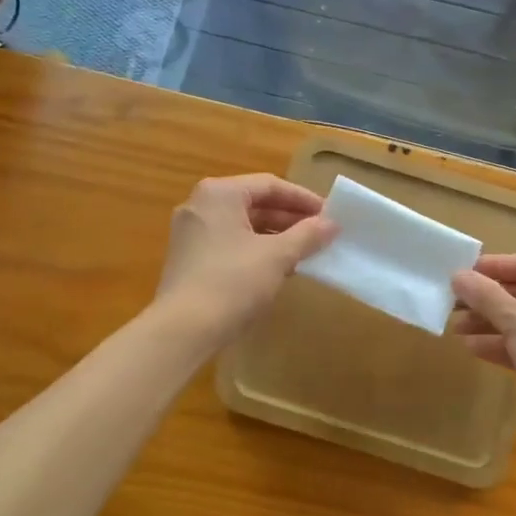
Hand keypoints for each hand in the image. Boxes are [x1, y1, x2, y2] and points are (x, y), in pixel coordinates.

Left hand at [154, 175, 337, 348]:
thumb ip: (307, 235)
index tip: (330, 214)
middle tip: (321, 233)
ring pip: (242, 225)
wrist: (183, 330)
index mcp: (220, 194)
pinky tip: (278, 269)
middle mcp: (200, 205)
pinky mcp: (189, 259)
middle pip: (254, 203)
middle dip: (290, 218)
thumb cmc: (233, 282)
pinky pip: (230, 243)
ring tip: (305, 252)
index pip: (270, 185)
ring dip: (275, 236)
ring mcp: (190, 233)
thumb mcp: (278, 256)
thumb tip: (332, 223)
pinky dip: (255, 250)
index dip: (303, 199)